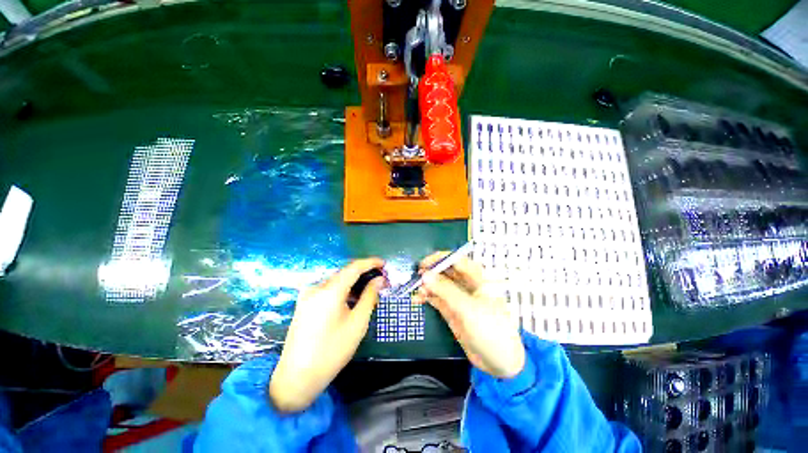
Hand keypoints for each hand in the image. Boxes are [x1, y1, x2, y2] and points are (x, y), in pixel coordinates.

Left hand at [269, 258, 385, 412]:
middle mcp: (316, 287)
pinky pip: (328, 290)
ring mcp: (307, 295)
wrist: (297, 378)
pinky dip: (342, 291)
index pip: (354, 267)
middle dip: (363, 274)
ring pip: (336, 281)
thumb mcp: (357, 323)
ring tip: (369, 291)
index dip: (371, 262)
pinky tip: (351, 300)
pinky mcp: (304, 303)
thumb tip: (379, 280)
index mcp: (329, 291)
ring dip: (353, 283)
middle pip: (345, 273)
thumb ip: (369, 296)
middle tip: (380, 281)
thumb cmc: (332, 351)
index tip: (384, 264)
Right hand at [414, 252, 524, 377]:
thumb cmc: (490, 330)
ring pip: (440, 285)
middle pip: (447, 272)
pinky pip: (437, 298)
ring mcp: (459, 298)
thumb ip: (445, 291)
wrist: (500, 362)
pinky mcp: (452, 311)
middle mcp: (467, 285)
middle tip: (416, 277)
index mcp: (477, 279)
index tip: (424, 263)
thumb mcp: (468, 308)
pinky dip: (427, 297)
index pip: (457, 260)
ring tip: (415, 290)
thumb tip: (425, 275)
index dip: (440, 259)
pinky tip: (417, 299)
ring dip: (427, 285)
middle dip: (431, 272)